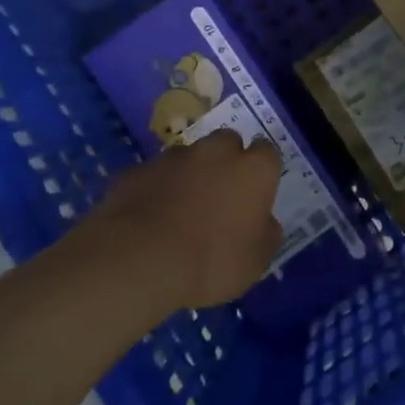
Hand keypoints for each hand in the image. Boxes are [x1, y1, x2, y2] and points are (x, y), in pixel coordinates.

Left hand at [84, 130, 284, 312]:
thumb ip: (266, 234)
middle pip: (227, 142)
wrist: (139, 262)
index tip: (256, 192)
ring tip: (180, 210)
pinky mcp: (136, 170)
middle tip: (220, 195)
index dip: (261, 171)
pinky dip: (155, 189)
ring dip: (189, 174)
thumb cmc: (211, 262)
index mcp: (253, 171)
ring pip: (188, 157)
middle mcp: (215, 152)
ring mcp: (172, 158)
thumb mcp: (255, 262)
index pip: (267, 153)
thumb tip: (265, 222)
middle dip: (226, 161)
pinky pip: (153, 176)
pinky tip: (149, 218)